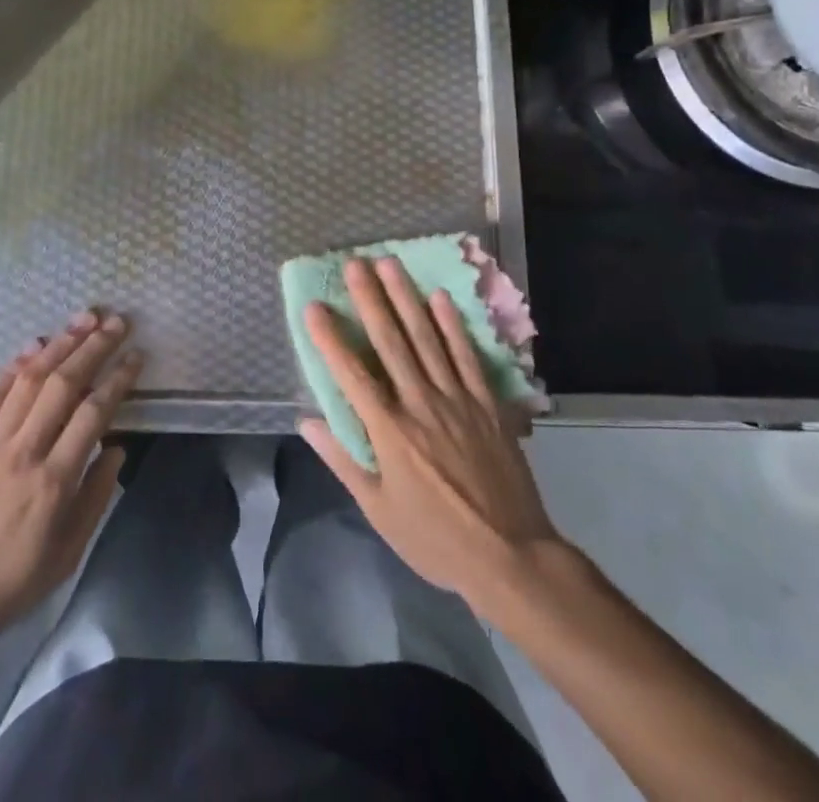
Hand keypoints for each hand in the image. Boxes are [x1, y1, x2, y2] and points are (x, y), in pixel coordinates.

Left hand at [0, 310, 143, 657]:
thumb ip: (95, 498)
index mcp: (53, 483)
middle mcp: (23, 453)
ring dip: (60, 344)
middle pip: (63, 384)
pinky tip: (36, 346)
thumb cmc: (8, 587)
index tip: (136, 356)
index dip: (118, 379)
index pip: (94, 414)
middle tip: (118, 321)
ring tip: (84, 319)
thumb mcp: (66, 556)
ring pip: (29, 380)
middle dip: (94, 346)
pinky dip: (16, 366)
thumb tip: (117, 448)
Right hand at [300, 258, 564, 608]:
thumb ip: (343, 461)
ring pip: (427, 339)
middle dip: (370, 300)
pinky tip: (440, 298)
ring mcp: (457, 399)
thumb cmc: (435, 538)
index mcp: (390, 432)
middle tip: (355, 263)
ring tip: (390, 265)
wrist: (510, 556)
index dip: (330, 339)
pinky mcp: (487, 403)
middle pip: (390, 343)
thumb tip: (308, 423)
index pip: (352, 375)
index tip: (314, 306)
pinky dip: (453, 326)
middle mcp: (420, 404)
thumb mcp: (379, 511)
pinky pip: (467, 356)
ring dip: (406, 299)